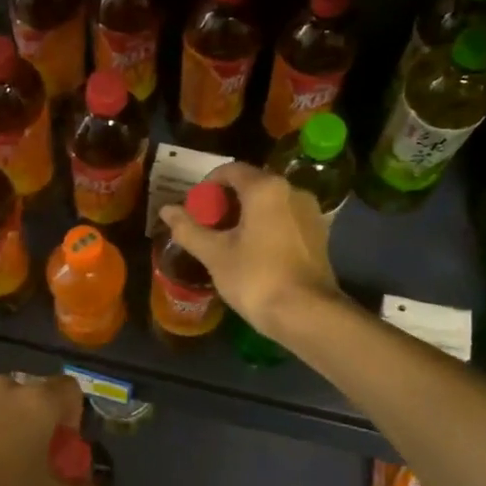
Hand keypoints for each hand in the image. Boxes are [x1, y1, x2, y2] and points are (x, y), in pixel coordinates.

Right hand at [158, 162, 340, 341]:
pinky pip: (285, 220)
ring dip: (246, 215)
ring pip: (270, 204)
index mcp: (266, 188)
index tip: (194, 207)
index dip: (207, 185)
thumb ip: (188, 229)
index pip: (230, 170)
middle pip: (252, 185)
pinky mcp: (319, 234)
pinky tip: (253, 251)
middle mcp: (292, 191)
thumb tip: (166, 210)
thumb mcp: (214, 254)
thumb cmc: (255, 278)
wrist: (305, 314)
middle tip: (206, 226)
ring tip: (227, 240)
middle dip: (226, 202)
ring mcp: (311, 213)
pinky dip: (266, 227)